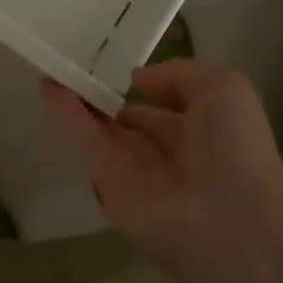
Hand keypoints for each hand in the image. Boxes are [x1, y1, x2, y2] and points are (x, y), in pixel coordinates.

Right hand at [42, 59, 282, 278]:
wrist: (229, 219)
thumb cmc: (234, 147)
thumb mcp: (223, 87)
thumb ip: (179, 74)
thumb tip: (137, 80)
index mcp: (198, 131)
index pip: (163, 107)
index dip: (142, 87)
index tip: (117, 63)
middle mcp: (164, 151)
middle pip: (127, 120)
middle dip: (106, 96)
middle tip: (77, 64)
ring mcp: (134, 167)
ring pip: (100, 126)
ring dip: (78, 98)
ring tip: (53, 66)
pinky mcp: (108, 179)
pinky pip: (85, 138)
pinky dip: (65, 112)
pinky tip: (48, 84)